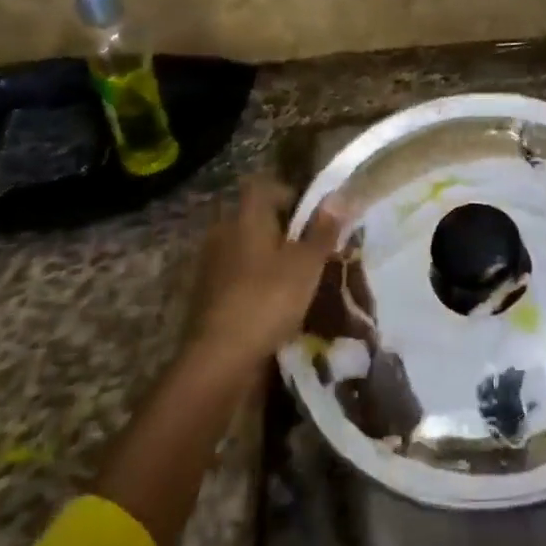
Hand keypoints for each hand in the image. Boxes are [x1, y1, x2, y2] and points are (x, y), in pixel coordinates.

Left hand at [187, 176, 344, 372]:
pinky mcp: (205, 293)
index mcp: (246, 217)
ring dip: (268, 257)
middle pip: (255, 217)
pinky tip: (273, 302)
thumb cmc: (268, 299)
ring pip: (246, 247)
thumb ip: (323, 230)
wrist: (220, 358)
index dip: (290, 194)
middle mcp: (223, 231)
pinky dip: (254, 281)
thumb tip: (339, 197)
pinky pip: (236, 274)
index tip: (313, 217)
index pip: (264, 186)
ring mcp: (210, 263)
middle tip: (310, 249)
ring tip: (296, 279)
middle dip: (282, 229)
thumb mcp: (307, 264)